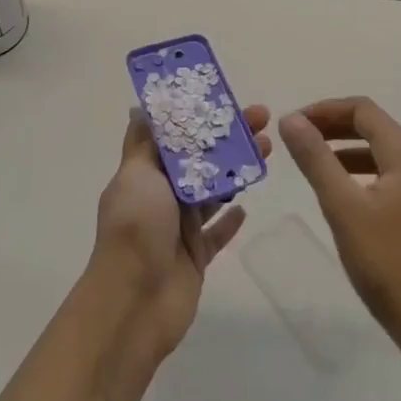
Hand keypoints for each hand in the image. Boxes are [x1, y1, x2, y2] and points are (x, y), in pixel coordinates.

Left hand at [90, 104, 272, 360]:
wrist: (134, 302)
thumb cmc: (135, 228)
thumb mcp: (136, 175)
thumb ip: (145, 143)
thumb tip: (140, 107)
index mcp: (146, 173)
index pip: (177, 135)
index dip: (201, 116)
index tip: (227, 98)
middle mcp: (162, 196)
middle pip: (201, 160)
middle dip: (230, 139)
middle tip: (263, 120)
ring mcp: (179, 227)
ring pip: (214, 191)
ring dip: (237, 170)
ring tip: (266, 149)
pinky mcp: (196, 257)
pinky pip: (217, 234)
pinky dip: (230, 220)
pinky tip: (246, 206)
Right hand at [280, 97, 400, 350]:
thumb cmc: (386, 263)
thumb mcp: (343, 207)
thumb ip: (316, 159)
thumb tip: (291, 119)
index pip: (363, 110)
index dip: (325, 109)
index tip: (293, 124)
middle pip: (372, 126)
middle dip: (333, 125)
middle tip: (297, 137)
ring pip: (377, 150)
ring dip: (343, 147)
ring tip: (310, 159)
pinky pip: (383, 173)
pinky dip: (356, 170)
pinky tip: (337, 190)